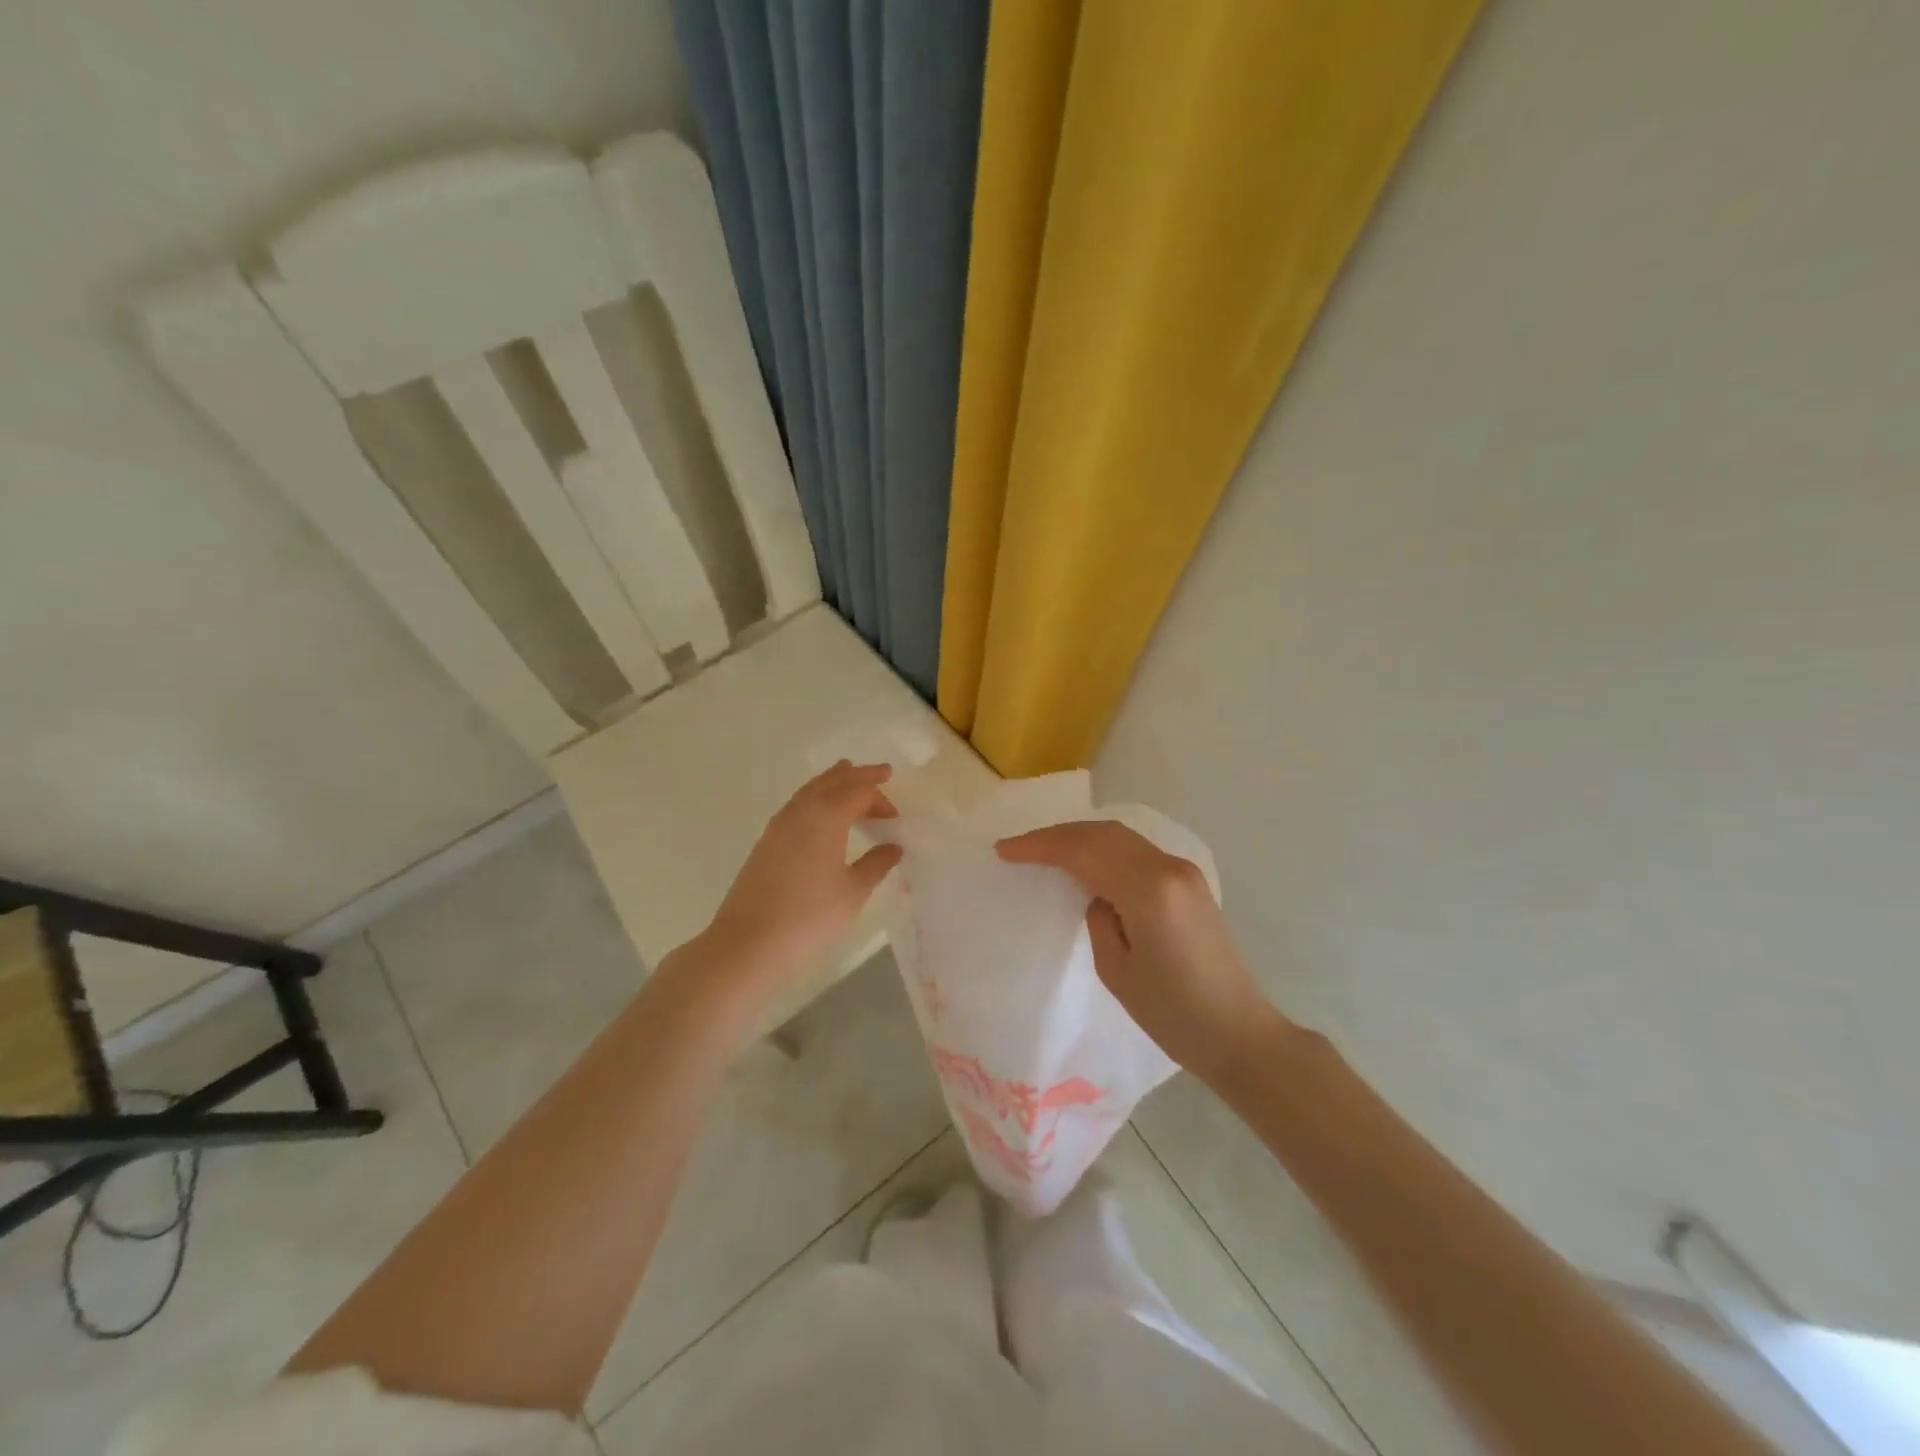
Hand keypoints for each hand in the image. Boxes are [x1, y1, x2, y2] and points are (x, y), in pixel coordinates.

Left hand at [698, 762, 901, 1004]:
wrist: (749, 942)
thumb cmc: (809, 916)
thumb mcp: (853, 892)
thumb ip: (876, 864)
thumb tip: (893, 847)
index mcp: (827, 816)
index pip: (859, 792)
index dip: (881, 800)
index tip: (895, 818)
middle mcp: (802, 811)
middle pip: (833, 781)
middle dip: (858, 775)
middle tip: (881, 771)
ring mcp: (779, 824)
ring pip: (810, 789)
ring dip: (833, 781)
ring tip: (847, 774)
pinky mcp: (766, 841)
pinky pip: (797, 804)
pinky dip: (815, 797)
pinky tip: (819, 812)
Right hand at [997, 820, 1285, 1085]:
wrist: (1238, 1033)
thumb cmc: (1173, 1013)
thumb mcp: (1116, 970)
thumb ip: (1098, 918)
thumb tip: (1097, 896)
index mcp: (1148, 889)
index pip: (1083, 851)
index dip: (1040, 846)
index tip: (1004, 851)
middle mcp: (1168, 867)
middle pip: (1102, 834)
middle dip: (1057, 835)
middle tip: (1018, 847)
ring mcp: (1183, 872)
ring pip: (1120, 838)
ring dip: (1080, 838)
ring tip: (1044, 850)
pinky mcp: (1189, 883)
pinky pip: (1136, 852)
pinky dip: (1103, 849)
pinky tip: (1085, 862)